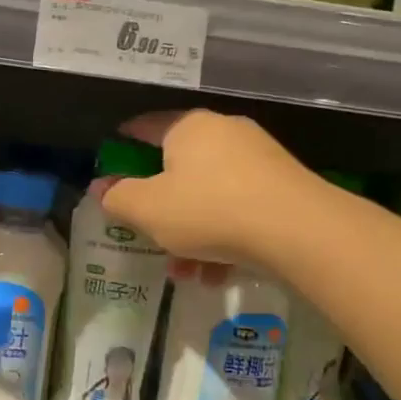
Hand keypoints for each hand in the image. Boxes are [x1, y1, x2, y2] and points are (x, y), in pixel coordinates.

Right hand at [105, 110, 311, 261]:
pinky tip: (216, 273)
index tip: (112, 158)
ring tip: (184, 271)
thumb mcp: (148, 209)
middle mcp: (224, 133)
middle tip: (147, 231)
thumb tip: (102, 188)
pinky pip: (239, 208)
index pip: (147, 126)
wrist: (298, 230)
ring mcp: (258, 159)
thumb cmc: (209, 210)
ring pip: (209, 195)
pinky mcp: (282, 187)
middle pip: (179, 167)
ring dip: (190, 232)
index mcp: (188, 128)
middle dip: (161, 205)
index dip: (125, 141)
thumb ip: (118, 198)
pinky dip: (222, 236)